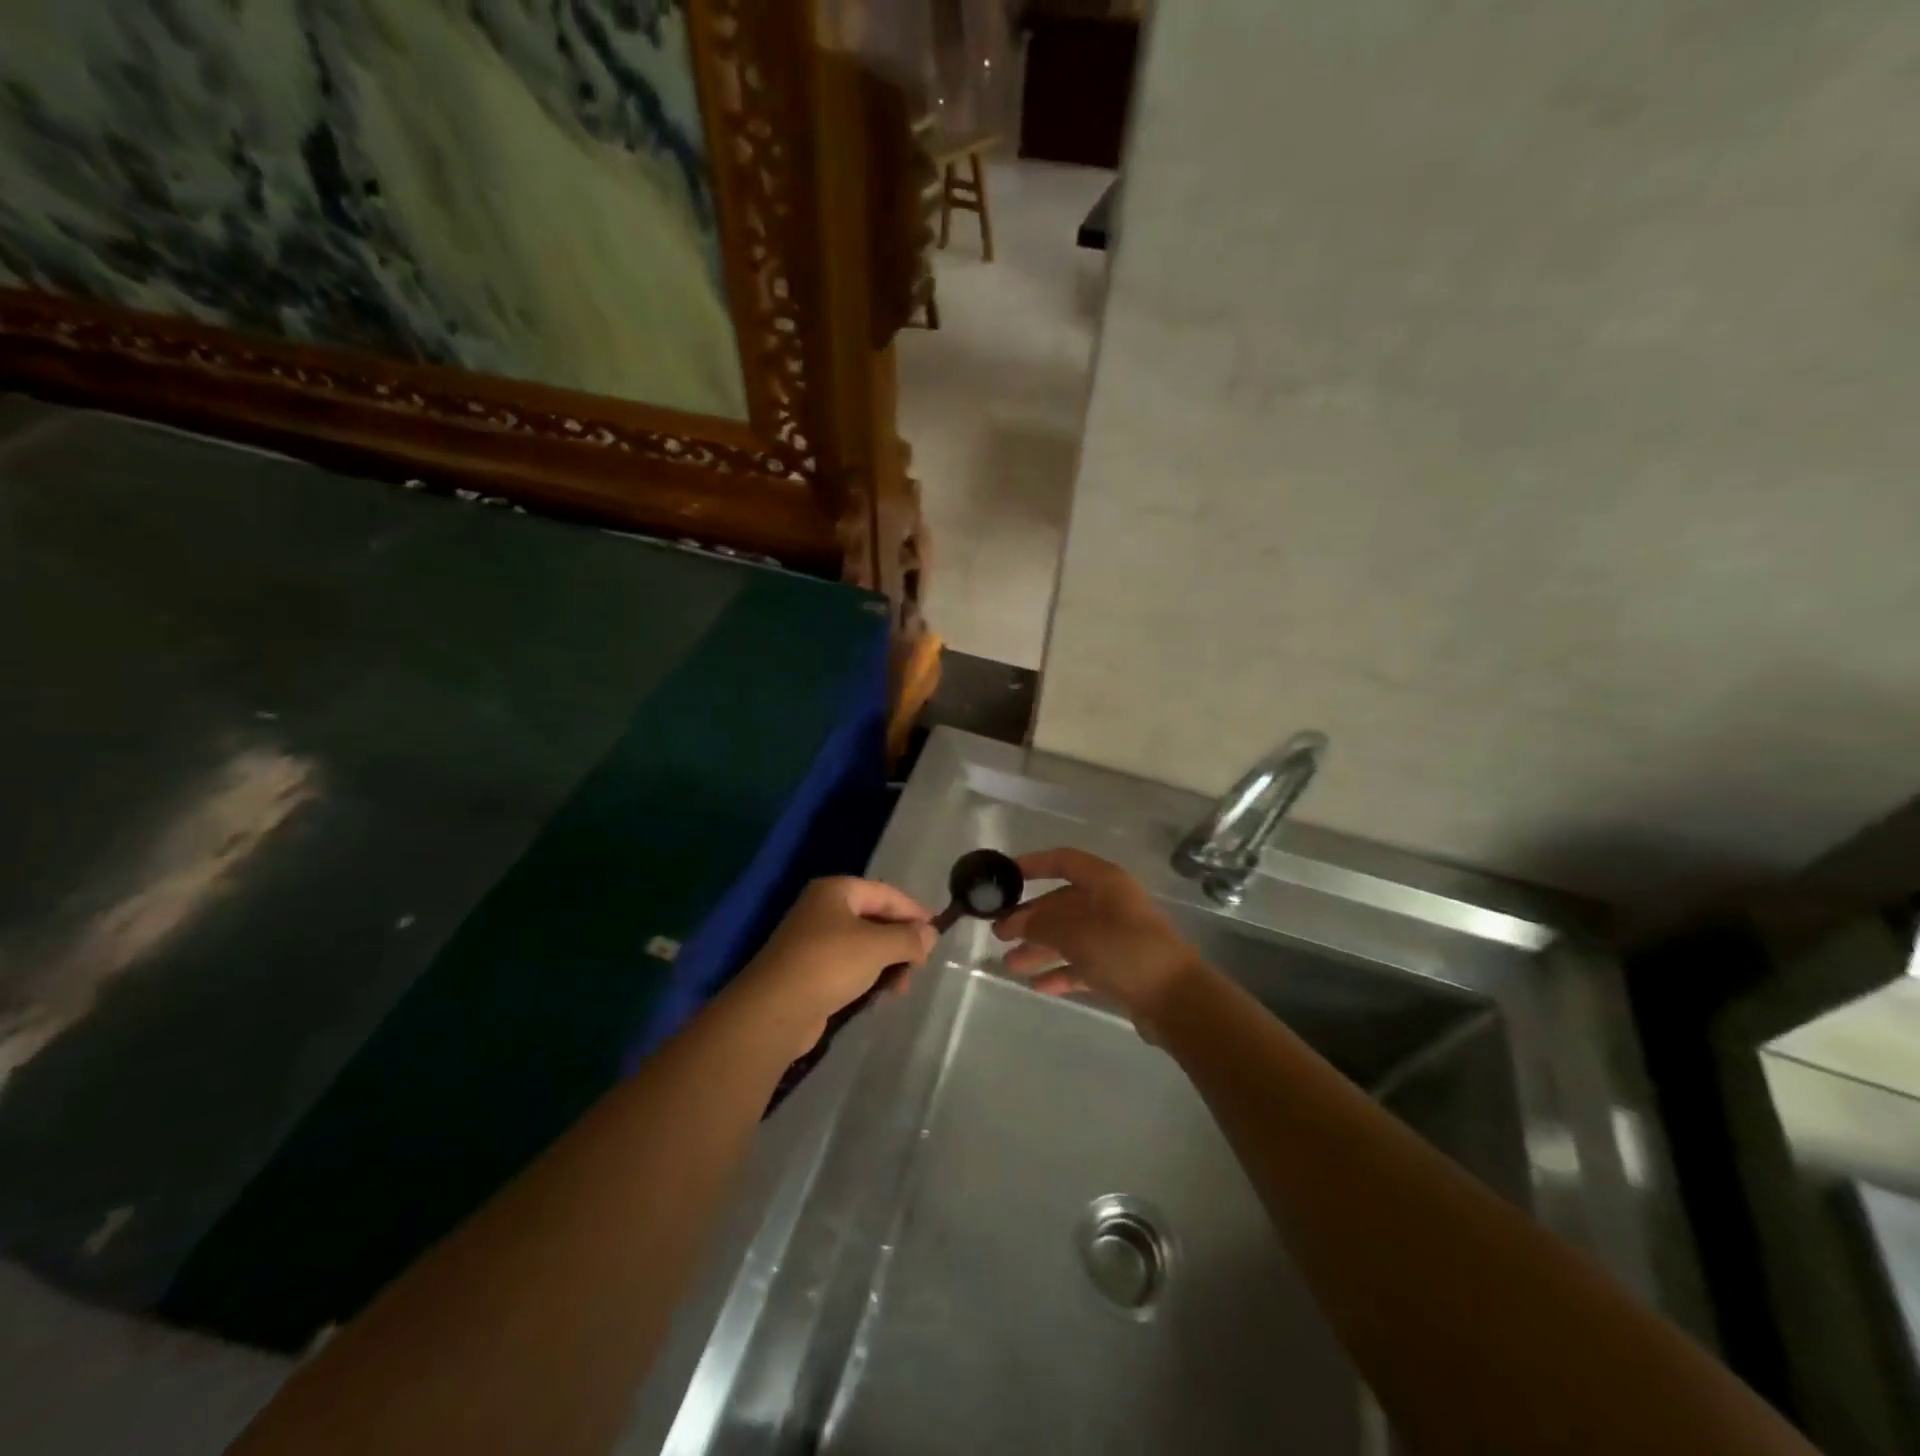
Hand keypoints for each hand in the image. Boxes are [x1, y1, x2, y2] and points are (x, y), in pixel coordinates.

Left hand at [730, 877, 935, 1052]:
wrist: (775, 1010)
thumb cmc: (829, 964)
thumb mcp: (877, 946)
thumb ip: (908, 938)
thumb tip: (930, 934)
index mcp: (836, 891)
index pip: (885, 893)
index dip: (913, 911)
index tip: (937, 932)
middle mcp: (823, 909)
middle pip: (874, 918)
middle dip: (900, 941)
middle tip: (919, 965)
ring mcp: (812, 940)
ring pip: (863, 945)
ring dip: (886, 962)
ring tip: (901, 987)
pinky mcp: (808, 970)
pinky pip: (848, 966)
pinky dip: (867, 976)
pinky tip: (879, 995)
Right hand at [993, 848, 1202, 1033]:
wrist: (1176, 999)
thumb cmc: (1124, 950)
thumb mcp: (1076, 932)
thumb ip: (1041, 924)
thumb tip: (1017, 921)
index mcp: (1105, 883)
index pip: (1064, 862)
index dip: (1035, 864)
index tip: (1006, 875)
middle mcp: (1111, 905)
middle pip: (1062, 904)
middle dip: (1030, 919)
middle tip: (998, 933)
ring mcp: (1117, 937)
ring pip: (1070, 937)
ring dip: (1040, 948)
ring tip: (1009, 964)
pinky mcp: (1120, 968)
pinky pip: (1082, 964)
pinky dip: (1060, 972)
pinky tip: (1037, 985)